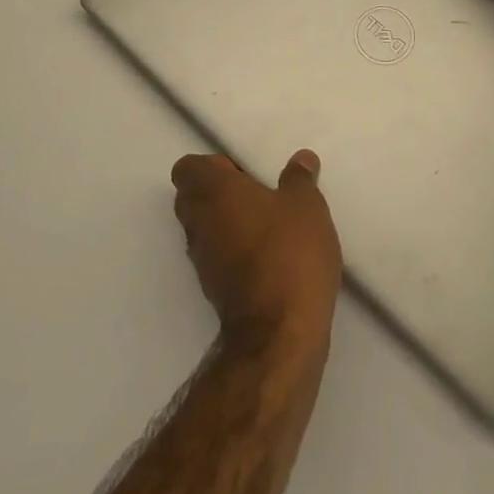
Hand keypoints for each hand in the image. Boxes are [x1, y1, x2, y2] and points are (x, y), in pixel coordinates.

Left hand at [171, 150, 342, 355]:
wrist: (279, 334)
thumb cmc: (289, 253)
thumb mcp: (306, 206)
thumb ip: (299, 178)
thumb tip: (301, 159)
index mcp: (212, 191)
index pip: (187, 168)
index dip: (212, 165)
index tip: (244, 173)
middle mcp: (198, 222)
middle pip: (191, 197)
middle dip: (218, 193)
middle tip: (258, 195)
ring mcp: (202, 260)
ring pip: (203, 229)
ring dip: (226, 223)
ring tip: (268, 226)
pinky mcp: (213, 291)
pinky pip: (216, 257)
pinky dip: (234, 252)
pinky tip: (269, 257)